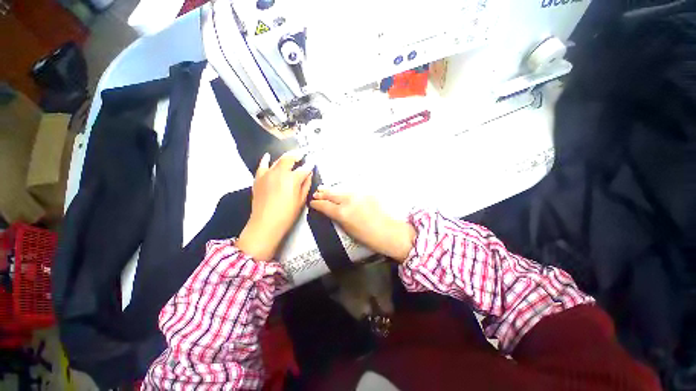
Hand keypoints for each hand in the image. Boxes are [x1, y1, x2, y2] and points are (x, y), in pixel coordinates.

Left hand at [236, 152, 312, 260]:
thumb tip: (308, 174)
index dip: (309, 165)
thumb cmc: (287, 214)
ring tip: (291, 155)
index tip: (313, 162)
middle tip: (302, 154)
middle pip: (289, 159)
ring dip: (285, 157)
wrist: (265, 223)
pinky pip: (262, 165)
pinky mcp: (259, 178)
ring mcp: (268, 174)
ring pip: (277, 160)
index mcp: (293, 179)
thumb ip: (306, 185)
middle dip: (297, 155)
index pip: (304, 168)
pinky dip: (266, 160)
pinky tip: (268, 156)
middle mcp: (280, 172)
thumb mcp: (301, 200)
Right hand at [309, 189, 415, 261]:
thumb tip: (330, 211)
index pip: (324, 205)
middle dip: (322, 193)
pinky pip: (351, 191)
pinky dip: (344, 193)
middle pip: (332, 194)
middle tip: (316, 193)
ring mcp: (358, 195)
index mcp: (342, 212)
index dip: (316, 204)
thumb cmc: (366, 236)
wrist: (388, 231)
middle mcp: (348, 200)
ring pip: (341, 191)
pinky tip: (341, 194)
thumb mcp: (347, 229)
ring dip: (332, 191)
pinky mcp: (366, 193)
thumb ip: (337, 217)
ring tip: (325, 190)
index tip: (312, 202)